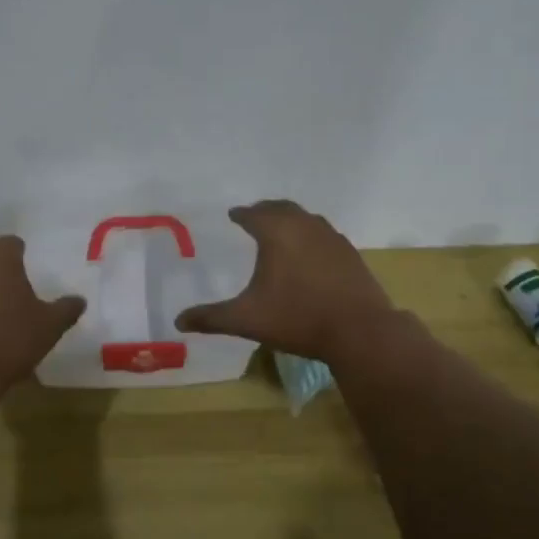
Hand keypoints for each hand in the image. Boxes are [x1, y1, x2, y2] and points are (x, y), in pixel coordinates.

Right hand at [174, 201, 395, 362]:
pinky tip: (311, 252)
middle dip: (266, 210)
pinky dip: (311, 234)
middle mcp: (305, 226)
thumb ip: (211, 318)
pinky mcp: (350, 254)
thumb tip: (178, 321)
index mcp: (277, 233)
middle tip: (254, 215)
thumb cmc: (297, 318)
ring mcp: (332, 238)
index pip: (254, 215)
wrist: (359, 330)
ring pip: (306, 218)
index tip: (234, 214)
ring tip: (281, 229)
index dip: (241, 214)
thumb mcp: (247, 320)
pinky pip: (324, 234)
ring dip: (290, 219)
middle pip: (282, 209)